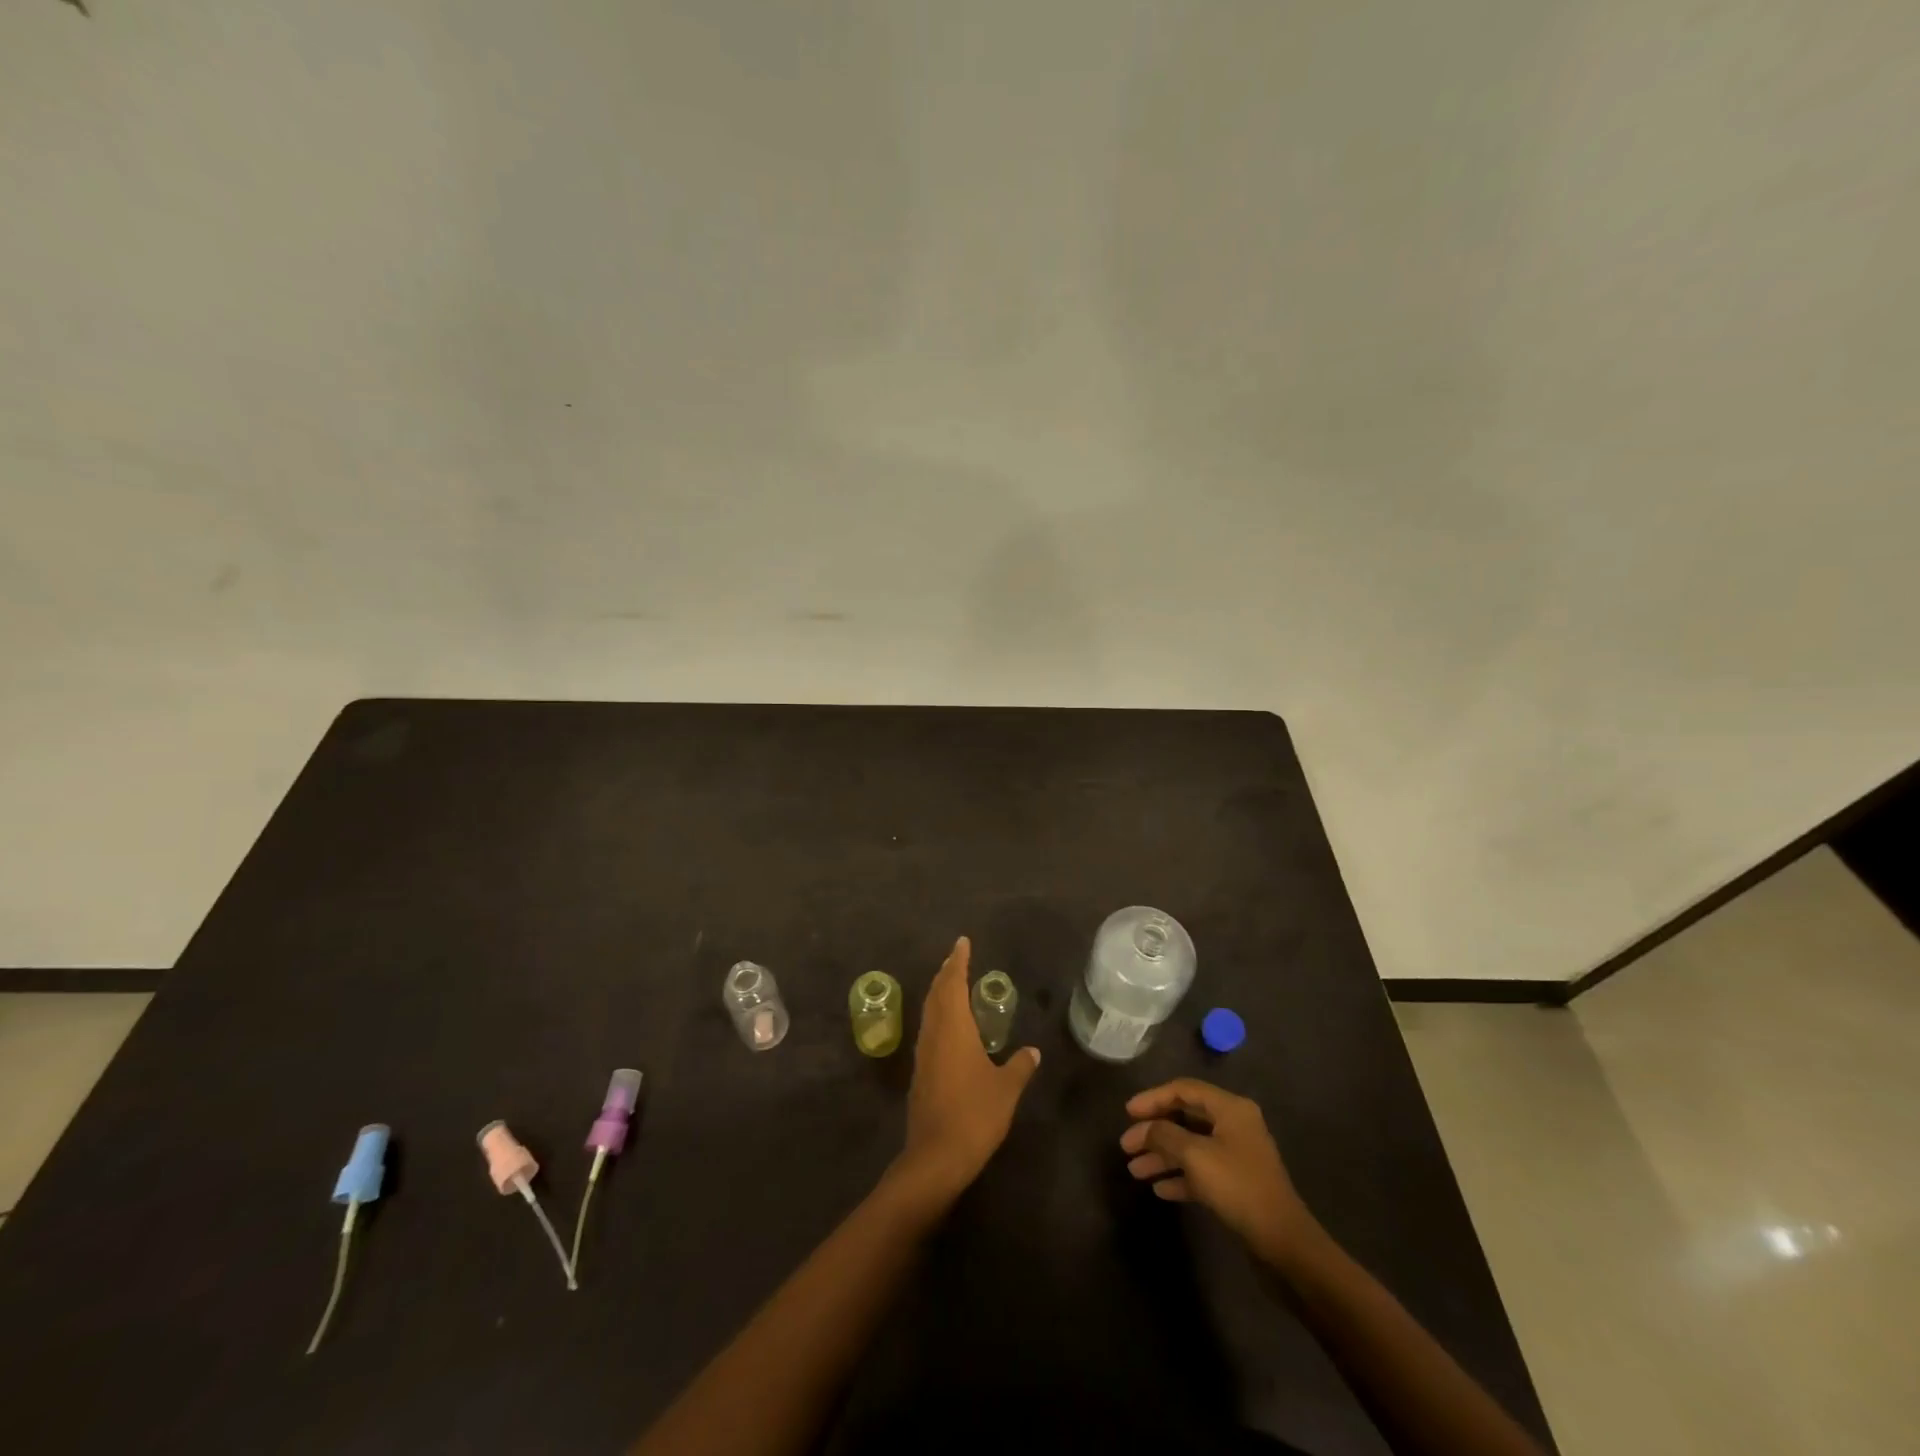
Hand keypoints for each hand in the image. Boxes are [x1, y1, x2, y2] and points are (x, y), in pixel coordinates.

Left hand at [891, 937, 1040, 1207]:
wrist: (936, 1157)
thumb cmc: (974, 1115)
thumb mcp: (1006, 1089)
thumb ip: (1020, 1066)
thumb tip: (1032, 1051)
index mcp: (953, 1028)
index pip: (952, 983)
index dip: (957, 961)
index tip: (962, 942)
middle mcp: (934, 1033)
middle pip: (936, 993)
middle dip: (946, 972)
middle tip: (958, 957)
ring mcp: (924, 1053)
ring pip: (929, 1011)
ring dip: (940, 992)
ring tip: (953, 983)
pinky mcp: (921, 1072)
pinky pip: (929, 1029)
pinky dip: (939, 1014)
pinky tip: (950, 1026)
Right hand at [1121, 1079, 1316, 1266]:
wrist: (1283, 1242)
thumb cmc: (1238, 1187)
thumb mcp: (1195, 1156)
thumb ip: (1165, 1135)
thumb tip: (1144, 1128)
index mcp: (1230, 1108)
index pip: (1183, 1090)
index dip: (1152, 1098)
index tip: (1127, 1113)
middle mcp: (1234, 1125)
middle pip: (1185, 1118)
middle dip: (1154, 1132)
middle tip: (1126, 1146)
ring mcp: (1236, 1154)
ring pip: (1191, 1146)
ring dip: (1163, 1156)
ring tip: (1135, 1171)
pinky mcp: (1236, 1183)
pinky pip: (1201, 1170)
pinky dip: (1180, 1176)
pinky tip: (1159, 1189)